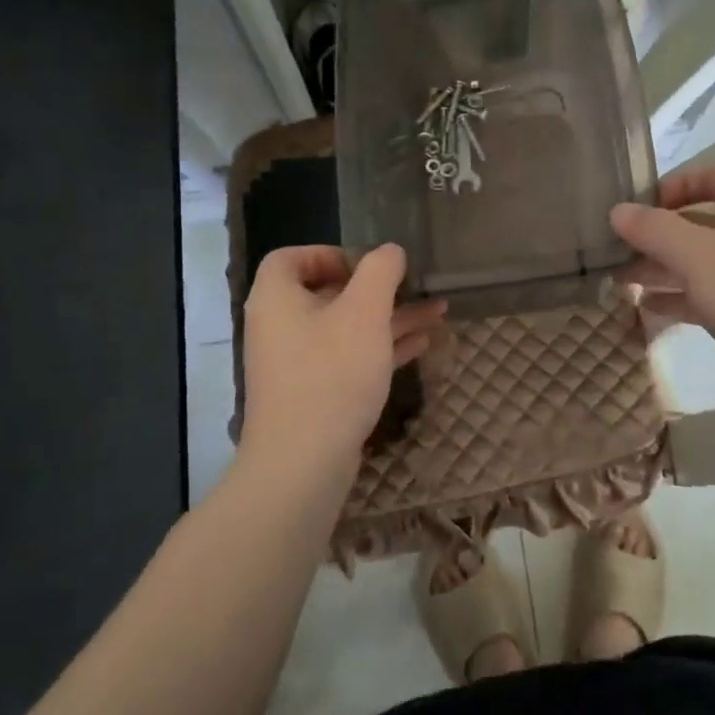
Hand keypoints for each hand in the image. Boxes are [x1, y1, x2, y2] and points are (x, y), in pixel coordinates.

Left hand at [239, 244, 444, 479]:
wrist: (303, 464)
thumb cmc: (331, 374)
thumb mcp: (364, 312)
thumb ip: (380, 272)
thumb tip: (390, 250)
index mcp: (277, 297)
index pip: (292, 257)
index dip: (331, 253)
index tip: (369, 266)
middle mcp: (280, 326)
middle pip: (327, 292)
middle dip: (378, 288)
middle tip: (414, 286)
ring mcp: (296, 363)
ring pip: (346, 327)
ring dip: (389, 318)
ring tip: (437, 312)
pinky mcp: (313, 393)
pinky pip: (348, 358)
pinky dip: (381, 347)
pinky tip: (422, 345)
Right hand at [610, 165, 714, 418]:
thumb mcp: (698, 257)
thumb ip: (654, 229)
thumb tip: (617, 210)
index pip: (710, 174)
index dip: (671, 185)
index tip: (635, 208)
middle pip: (701, 219)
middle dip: (657, 233)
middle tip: (615, 249)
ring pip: (704, 259)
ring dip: (663, 266)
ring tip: (620, 279)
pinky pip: (713, 292)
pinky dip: (682, 296)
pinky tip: (649, 308)